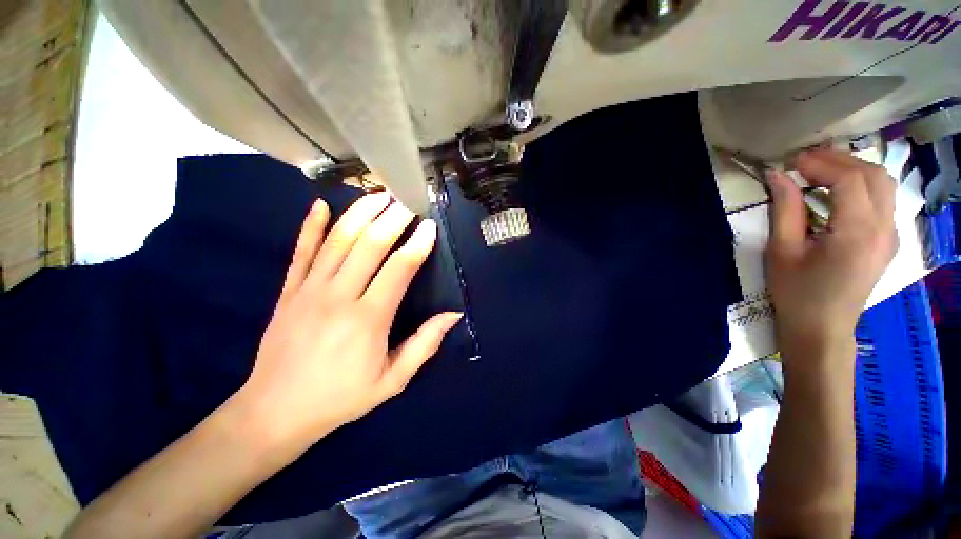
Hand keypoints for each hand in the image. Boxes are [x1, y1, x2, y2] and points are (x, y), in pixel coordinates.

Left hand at [233, 192, 461, 454]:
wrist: (276, 412)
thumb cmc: (342, 398)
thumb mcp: (393, 380)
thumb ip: (425, 344)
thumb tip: (452, 315)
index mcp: (369, 319)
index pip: (399, 269)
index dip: (417, 244)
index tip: (429, 226)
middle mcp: (339, 296)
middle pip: (370, 245)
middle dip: (392, 218)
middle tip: (408, 200)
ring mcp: (309, 290)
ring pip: (337, 241)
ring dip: (360, 214)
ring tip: (378, 195)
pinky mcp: (288, 291)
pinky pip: (300, 251)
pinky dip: (310, 226)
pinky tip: (319, 205)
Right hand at [765, 149, 896, 358]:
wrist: (822, 328)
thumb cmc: (796, 293)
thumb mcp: (782, 252)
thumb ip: (785, 210)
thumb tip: (778, 176)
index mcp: (857, 234)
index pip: (850, 180)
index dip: (821, 163)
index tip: (792, 162)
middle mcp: (884, 230)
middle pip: (873, 175)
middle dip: (839, 160)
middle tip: (805, 162)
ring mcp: (892, 235)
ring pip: (883, 185)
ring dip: (853, 170)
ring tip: (821, 172)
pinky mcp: (889, 241)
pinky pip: (883, 200)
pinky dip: (862, 185)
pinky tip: (838, 192)